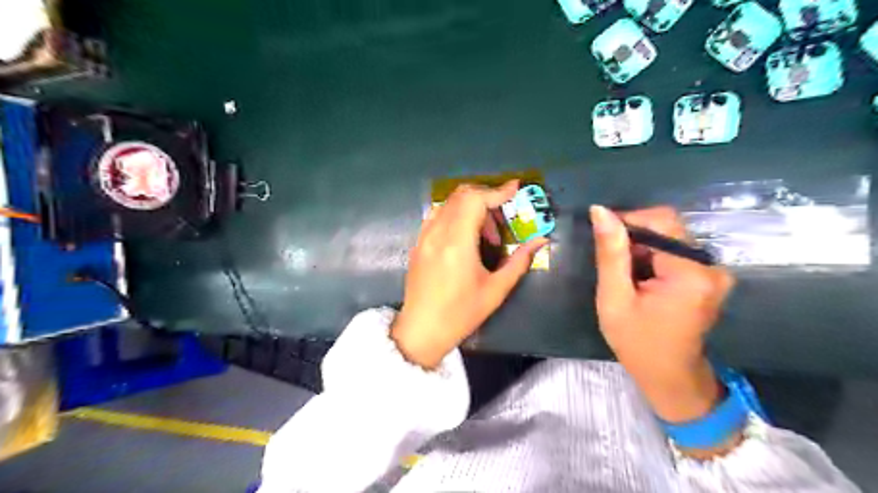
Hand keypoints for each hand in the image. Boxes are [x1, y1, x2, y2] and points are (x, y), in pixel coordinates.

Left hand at [392, 181, 545, 368]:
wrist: (421, 330)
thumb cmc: (461, 314)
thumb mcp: (496, 290)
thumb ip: (519, 261)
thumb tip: (541, 240)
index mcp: (457, 243)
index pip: (476, 200)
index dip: (497, 190)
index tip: (515, 188)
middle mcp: (437, 232)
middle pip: (461, 195)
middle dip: (486, 197)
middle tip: (502, 218)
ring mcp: (424, 236)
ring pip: (449, 203)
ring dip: (470, 207)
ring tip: (485, 234)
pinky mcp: (418, 243)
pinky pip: (437, 215)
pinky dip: (455, 214)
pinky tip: (465, 236)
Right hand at [590, 204, 734, 423]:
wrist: (668, 376)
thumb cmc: (636, 342)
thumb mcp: (614, 298)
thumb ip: (610, 253)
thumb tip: (600, 210)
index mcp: (690, 273)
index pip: (661, 221)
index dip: (628, 220)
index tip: (603, 238)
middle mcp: (711, 266)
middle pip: (668, 228)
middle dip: (635, 238)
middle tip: (613, 265)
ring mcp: (715, 271)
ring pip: (671, 238)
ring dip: (643, 248)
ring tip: (626, 276)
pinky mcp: (710, 276)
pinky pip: (677, 251)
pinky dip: (654, 257)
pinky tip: (642, 279)